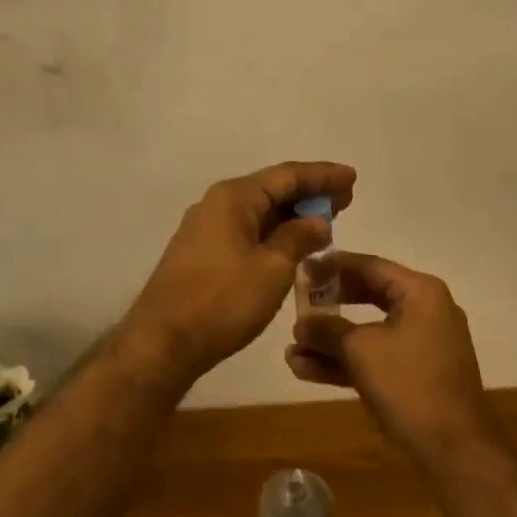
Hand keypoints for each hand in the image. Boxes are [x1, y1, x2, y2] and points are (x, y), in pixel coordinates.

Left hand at [124, 161, 355, 380]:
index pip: (287, 175)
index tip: (352, 177)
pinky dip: (274, 233)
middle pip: (272, 190)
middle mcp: (217, 204)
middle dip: (310, 194)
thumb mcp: (272, 268)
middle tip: (346, 200)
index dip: (323, 175)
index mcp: (234, 197)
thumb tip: (318, 222)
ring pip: (259, 212)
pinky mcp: (202, 254)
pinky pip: (247, 231)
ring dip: (293, 216)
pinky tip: (293, 246)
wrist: (164, 341)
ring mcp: (206, 229)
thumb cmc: (223, 300)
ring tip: (327, 222)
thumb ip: (298, 239)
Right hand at [286, 253, 497, 464]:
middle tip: (296, 304)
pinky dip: (347, 362)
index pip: (369, 266)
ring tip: (292, 350)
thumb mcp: (360, 350)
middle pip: (368, 296)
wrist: (454, 449)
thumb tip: (301, 324)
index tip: (302, 267)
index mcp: (420, 292)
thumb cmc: (408, 384)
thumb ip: (327, 330)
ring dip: (331, 342)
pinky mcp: (417, 374)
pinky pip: (377, 357)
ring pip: (369, 332)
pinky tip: (307, 370)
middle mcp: (425, 310)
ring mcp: (423, 345)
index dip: (332, 267)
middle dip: (329, 306)